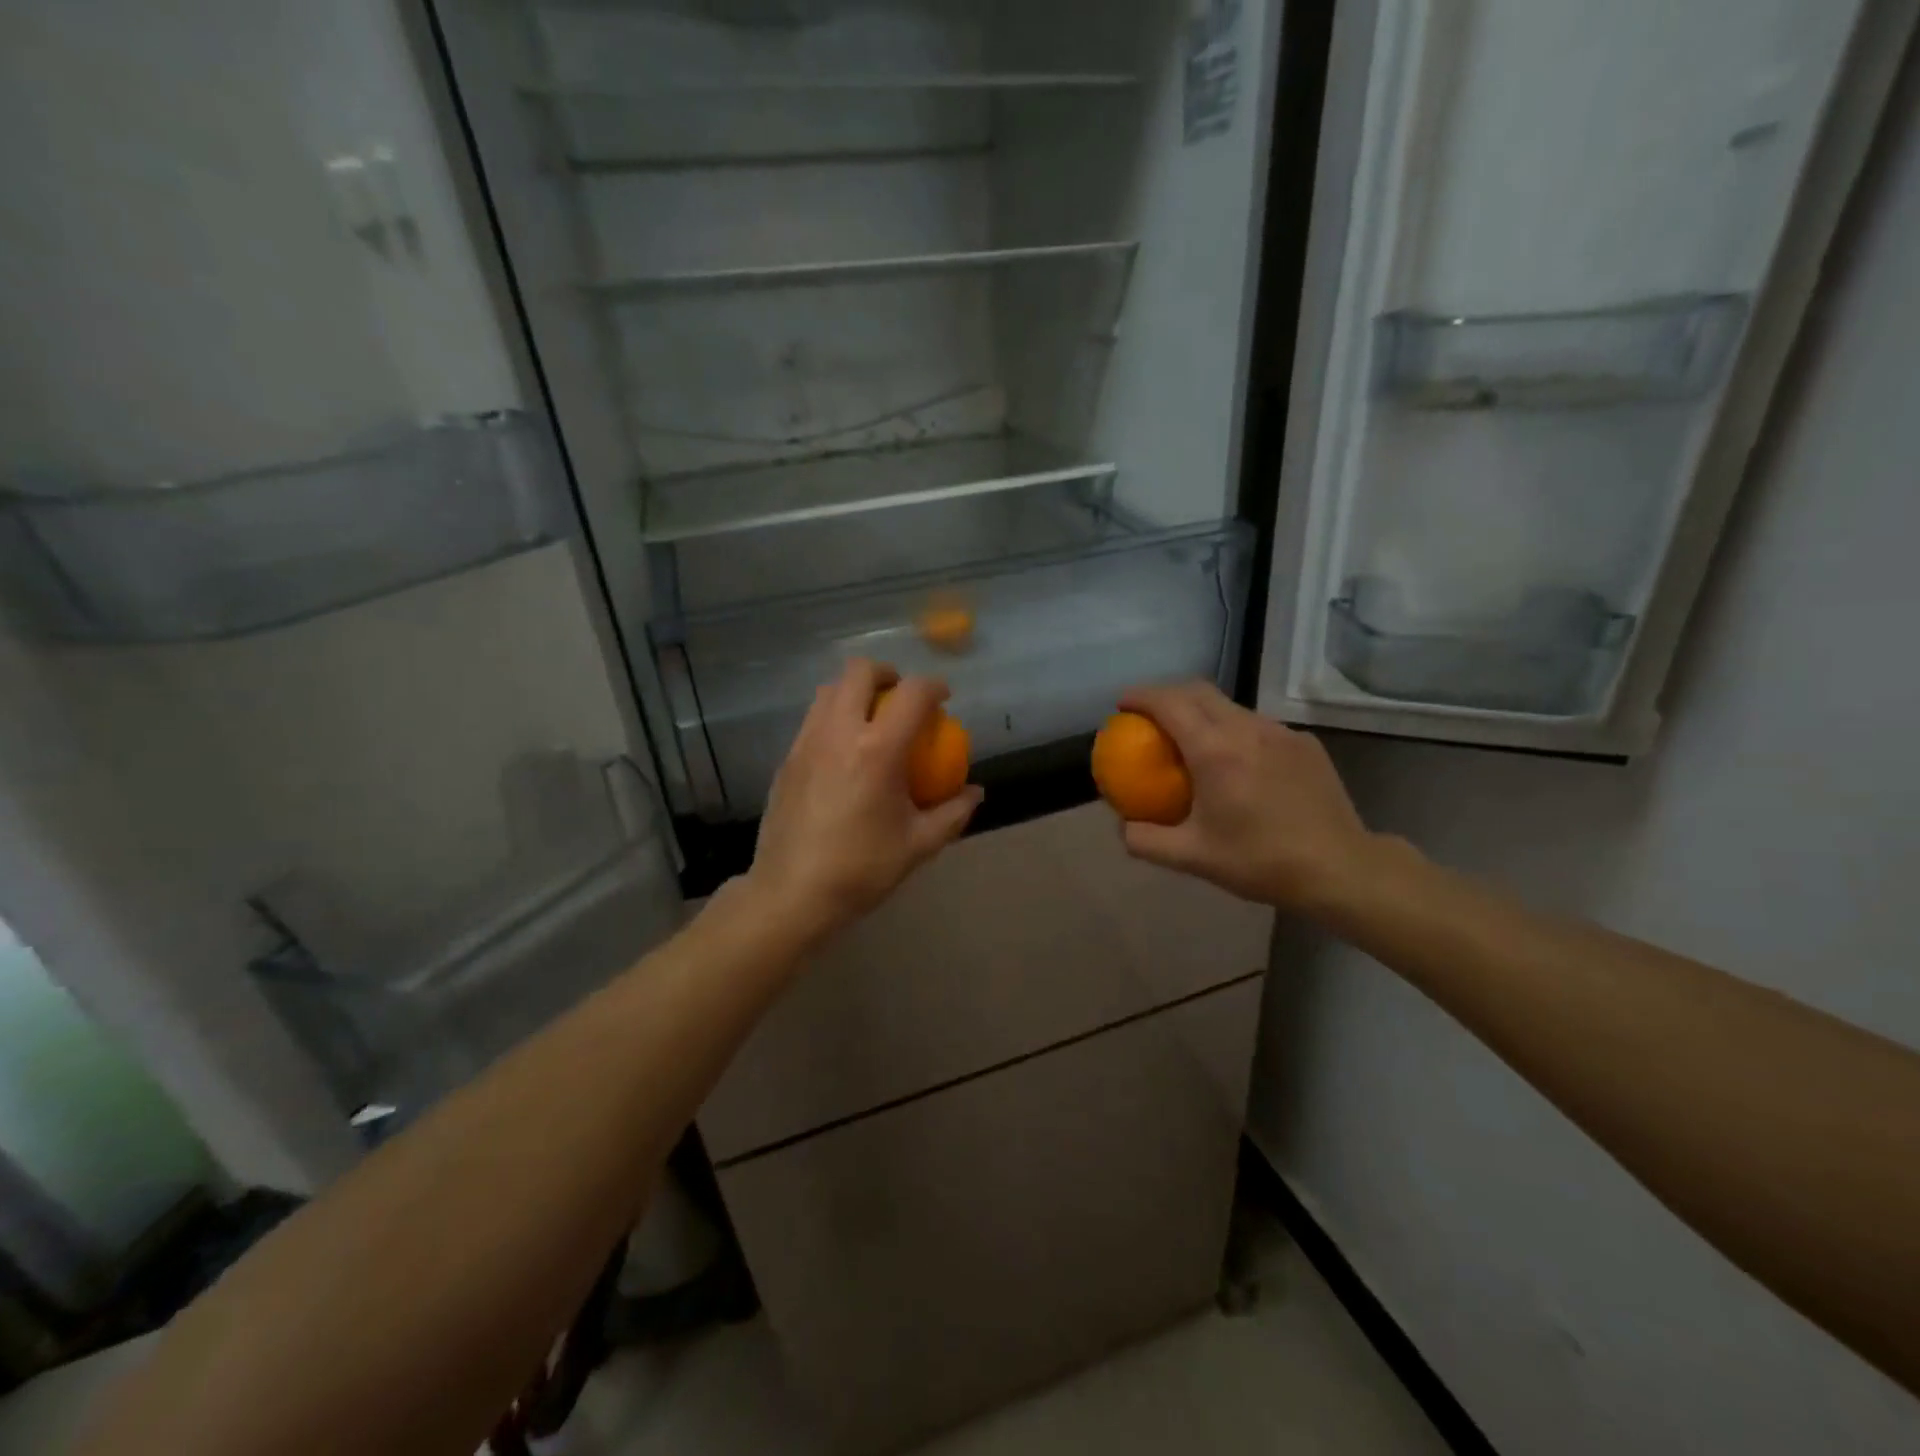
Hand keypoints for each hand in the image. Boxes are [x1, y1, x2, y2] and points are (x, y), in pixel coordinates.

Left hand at [743, 659, 983, 948]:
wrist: (791, 893)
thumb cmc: (862, 868)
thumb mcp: (919, 844)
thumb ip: (953, 813)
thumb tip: (975, 792)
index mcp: (878, 750)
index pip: (912, 694)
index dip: (934, 687)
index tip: (944, 699)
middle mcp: (839, 733)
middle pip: (860, 671)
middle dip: (887, 674)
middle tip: (902, 699)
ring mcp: (807, 743)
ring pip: (829, 690)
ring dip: (856, 692)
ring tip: (872, 720)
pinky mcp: (787, 759)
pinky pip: (813, 719)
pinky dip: (834, 717)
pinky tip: (844, 753)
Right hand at [1117, 682, 1377, 911]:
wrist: (1340, 868)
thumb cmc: (1260, 861)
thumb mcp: (1192, 858)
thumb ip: (1146, 841)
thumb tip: (1122, 827)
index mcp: (1215, 751)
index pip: (1170, 703)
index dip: (1141, 697)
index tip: (1122, 705)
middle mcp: (1247, 729)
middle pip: (1199, 691)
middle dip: (1168, 694)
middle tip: (1149, 717)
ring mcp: (1281, 733)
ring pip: (1231, 707)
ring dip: (1202, 712)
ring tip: (1191, 739)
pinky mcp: (1304, 744)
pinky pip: (1259, 726)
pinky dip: (1234, 731)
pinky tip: (1237, 764)